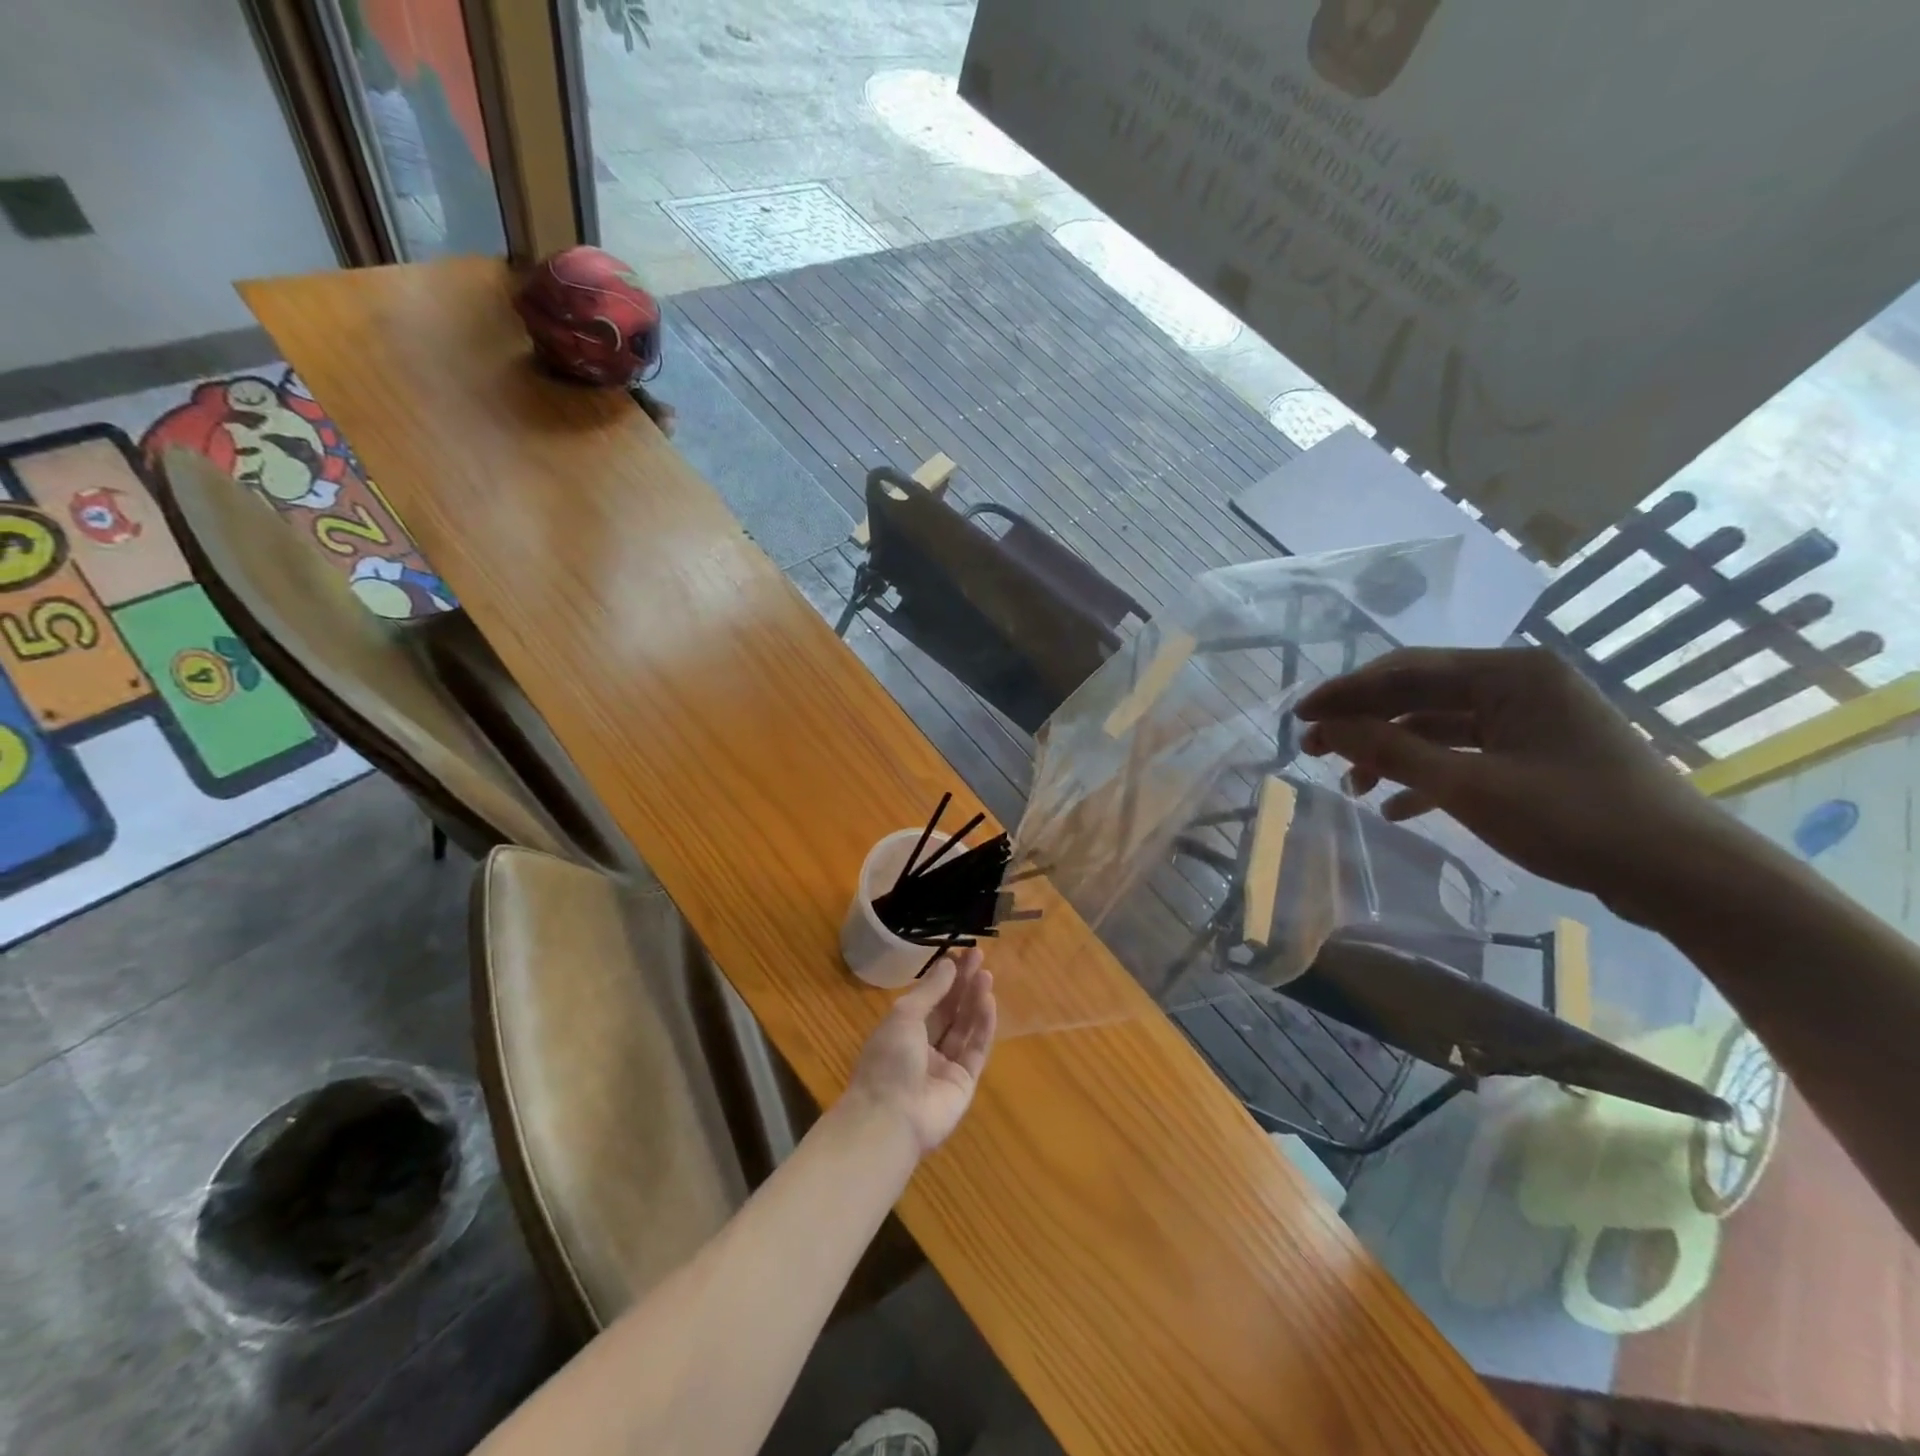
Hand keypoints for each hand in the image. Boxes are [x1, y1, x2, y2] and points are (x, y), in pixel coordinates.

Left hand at [843, 948, 996, 1154]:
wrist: (891, 1118)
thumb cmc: (888, 1060)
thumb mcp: (904, 1016)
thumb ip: (930, 990)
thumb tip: (949, 964)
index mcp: (903, 1031)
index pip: (929, 998)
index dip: (945, 976)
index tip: (961, 953)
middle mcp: (924, 1047)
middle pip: (949, 1010)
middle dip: (964, 983)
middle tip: (980, 956)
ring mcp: (945, 1066)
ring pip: (964, 1027)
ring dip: (975, 1000)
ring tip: (987, 974)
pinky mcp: (964, 1082)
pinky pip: (976, 1049)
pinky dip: (984, 1025)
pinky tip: (989, 1002)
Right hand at [1296, 647, 1727, 920]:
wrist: (1684, 875)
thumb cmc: (1575, 820)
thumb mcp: (1469, 787)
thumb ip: (1392, 751)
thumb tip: (1327, 728)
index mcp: (1509, 673)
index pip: (1405, 670)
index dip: (1345, 693)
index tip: (1298, 717)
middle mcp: (1518, 683)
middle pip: (1418, 693)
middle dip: (1363, 721)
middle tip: (1314, 748)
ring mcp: (1530, 718)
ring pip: (1437, 725)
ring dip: (1391, 751)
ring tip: (1351, 784)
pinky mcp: (1537, 753)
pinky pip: (1465, 752)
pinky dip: (1427, 774)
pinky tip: (1395, 807)